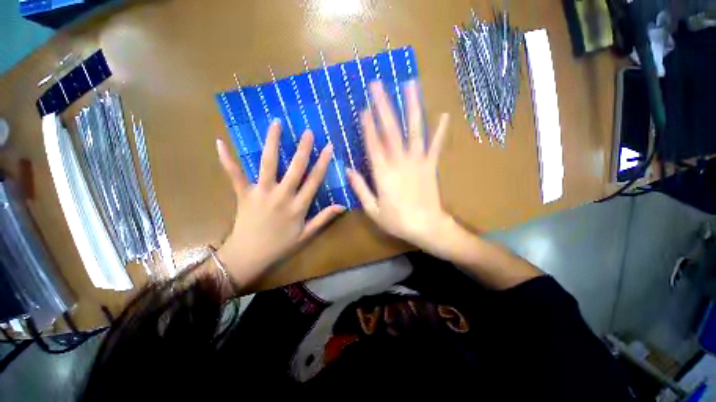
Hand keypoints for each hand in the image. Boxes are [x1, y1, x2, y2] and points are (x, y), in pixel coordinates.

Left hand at [215, 120, 344, 286]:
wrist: (248, 256)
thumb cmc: (280, 245)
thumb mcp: (306, 234)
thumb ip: (324, 218)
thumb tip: (342, 206)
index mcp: (298, 206)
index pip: (314, 180)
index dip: (323, 162)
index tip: (328, 147)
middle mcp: (282, 196)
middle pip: (295, 168)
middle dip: (303, 148)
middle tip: (307, 131)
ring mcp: (261, 193)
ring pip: (268, 164)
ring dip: (272, 143)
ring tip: (275, 124)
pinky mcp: (243, 194)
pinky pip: (235, 175)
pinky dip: (227, 159)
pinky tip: (221, 142)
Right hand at [347, 81, 450, 248]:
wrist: (426, 227)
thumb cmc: (397, 221)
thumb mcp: (373, 209)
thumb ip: (360, 188)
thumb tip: (348, 170)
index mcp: (383, 173)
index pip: (373, 144)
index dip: (368, 125)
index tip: (364, 107)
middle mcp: (399, 162)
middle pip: (390, 130)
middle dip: (383, 106)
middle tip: (378, 85)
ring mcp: (417, 161)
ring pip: (414, 130)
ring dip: (411, 107)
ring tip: (410, 86)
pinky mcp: (431, 165)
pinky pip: (436, 145)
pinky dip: (440, 130)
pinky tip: (444, 114)